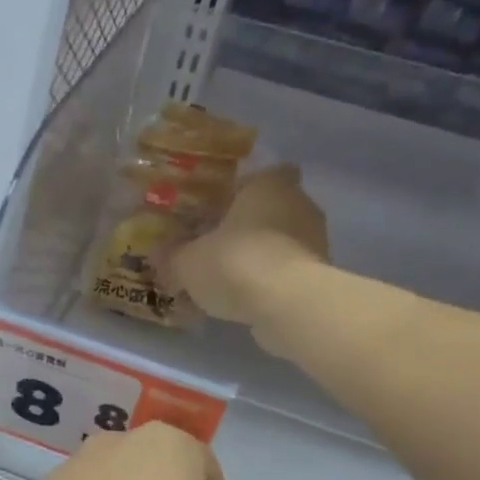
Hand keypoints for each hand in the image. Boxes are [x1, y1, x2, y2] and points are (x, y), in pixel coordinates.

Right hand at [169, 166, 329, 330]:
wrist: (287, 304)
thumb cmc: (235, 263)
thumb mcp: (187, 262)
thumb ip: (172, 256)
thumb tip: (158, 254)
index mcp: (267, 184)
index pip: (258, 175)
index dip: (240, 191)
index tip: (219, 211)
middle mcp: (298, 202)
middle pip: (270, 208)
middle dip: (248, 226)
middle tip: (216, 247)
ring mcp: (316, 238)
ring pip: (281, 240)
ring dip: (259, 255)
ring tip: (228, 280)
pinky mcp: (321, 273)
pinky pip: (288, 270)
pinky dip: (271, 281)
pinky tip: (246, 300)